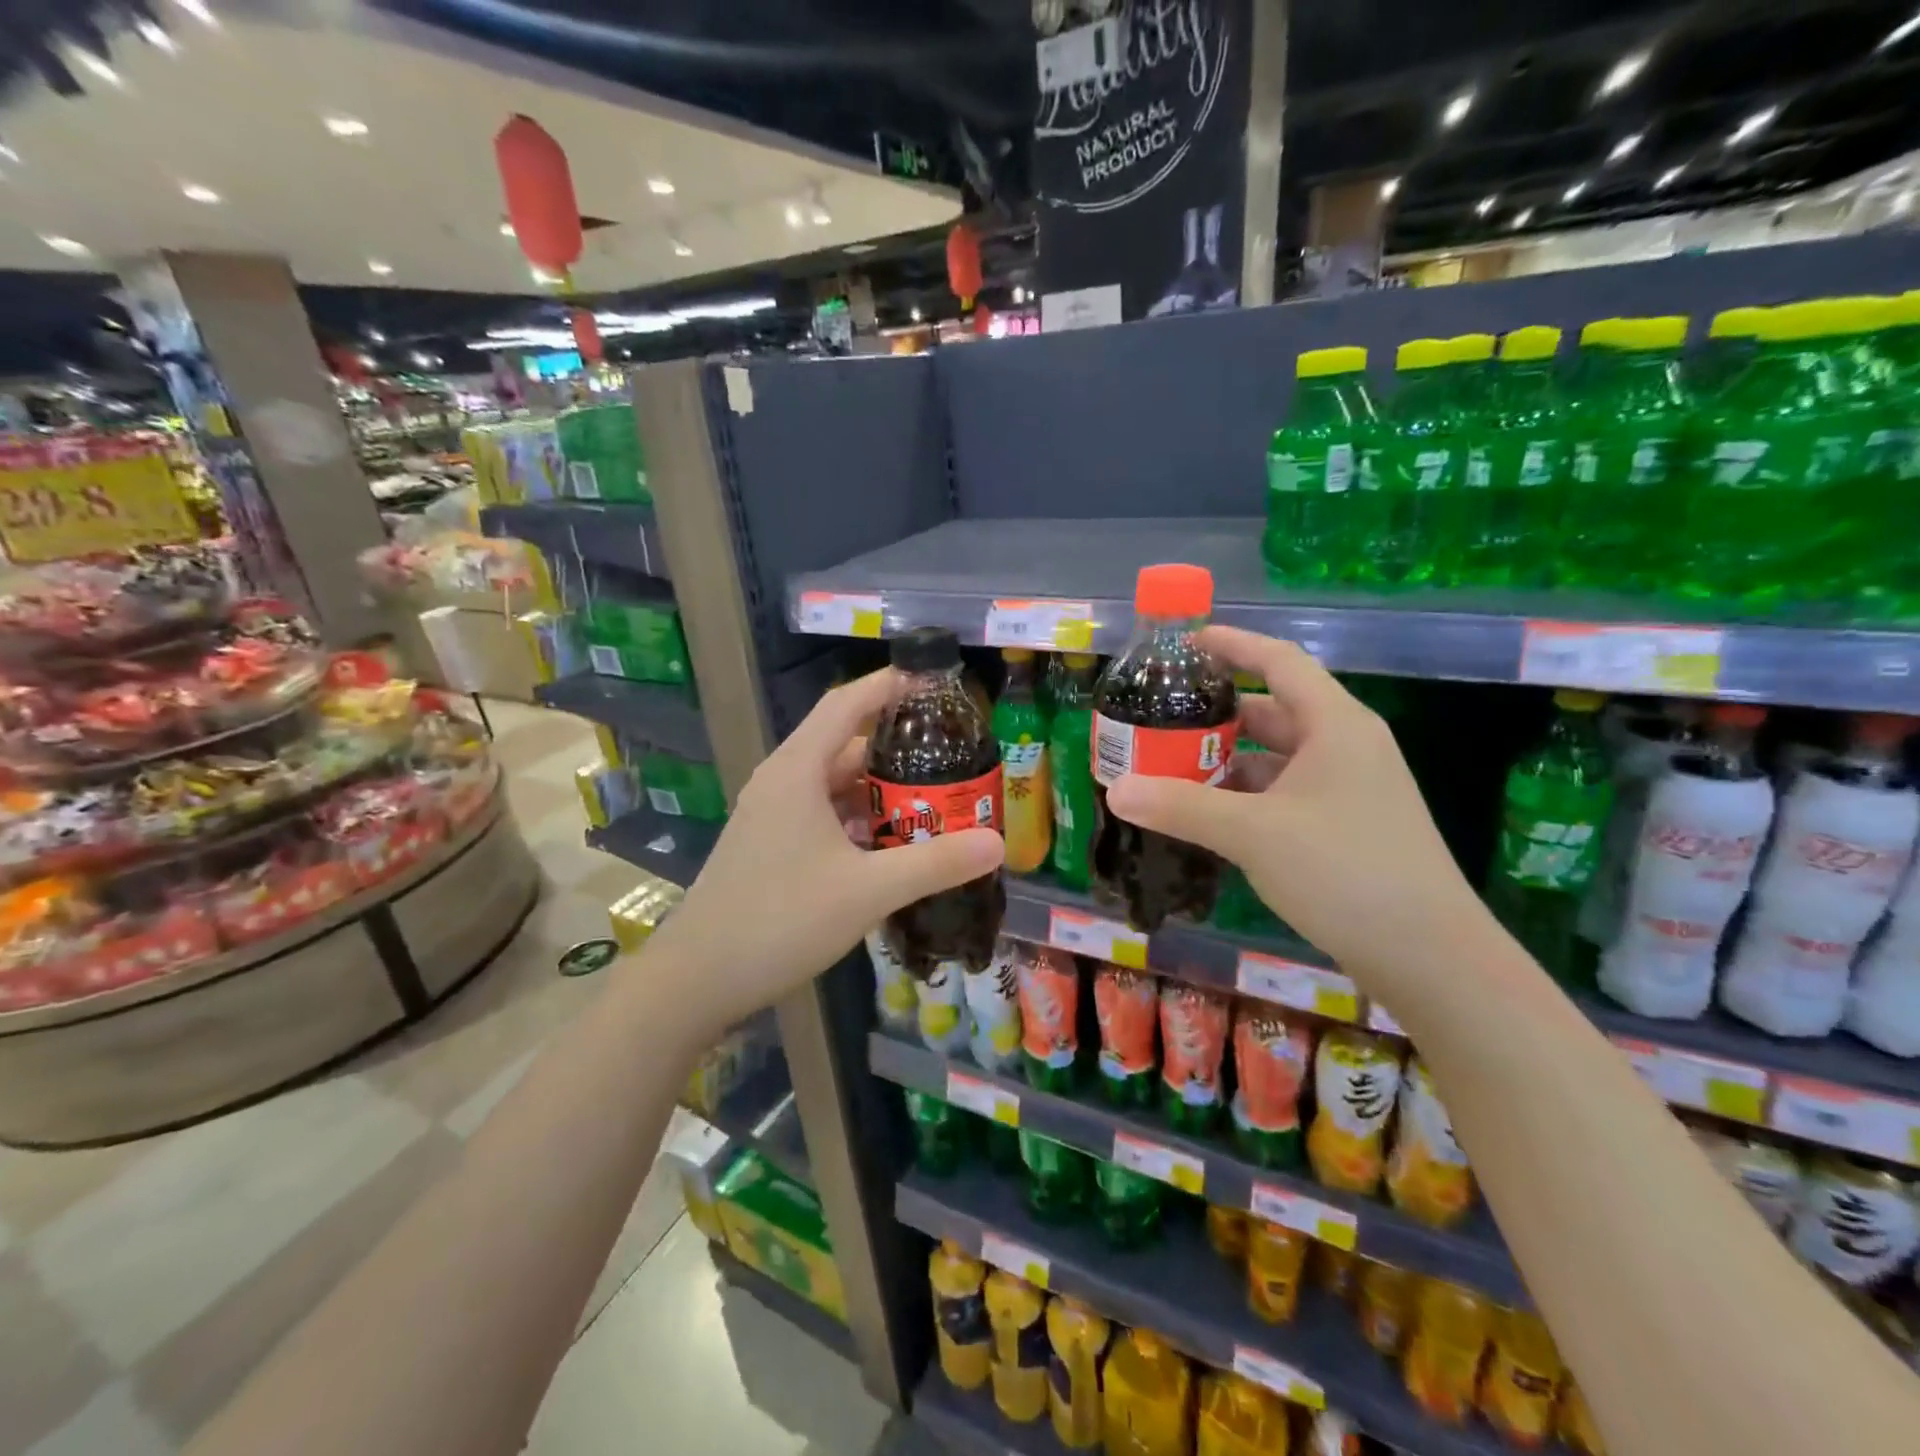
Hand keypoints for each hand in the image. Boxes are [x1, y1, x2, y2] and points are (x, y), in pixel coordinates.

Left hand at [647, 668, 1003, 1034]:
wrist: (697, 979)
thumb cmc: (781, 920)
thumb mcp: (869, 890)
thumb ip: (935, 863)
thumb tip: (997, 843)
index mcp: (797, 770)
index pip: (847, 704)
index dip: (889, 685)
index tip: (933, 682)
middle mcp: (781, 782)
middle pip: (844, 744)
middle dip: (896, 748)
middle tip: (950, 756)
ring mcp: (770, 815)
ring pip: (833, 784)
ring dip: (878, 790)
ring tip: (930, 800)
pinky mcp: (767, 845)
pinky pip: (820, 814)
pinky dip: (856, 819)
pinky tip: (887, 846)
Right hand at [1104, 626, 1484, 985]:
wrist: (1430, 956)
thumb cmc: (1346, 871)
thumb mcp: (1254, 833)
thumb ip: (1181, 807)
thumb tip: (1116, 791)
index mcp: (1335, 725)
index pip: (1280, 661)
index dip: (1234, 644)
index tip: (1187, 643)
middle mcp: (1346, 747)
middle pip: (1274, 710)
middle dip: (1217, 711)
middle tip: (1162, 715)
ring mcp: (1350, 789)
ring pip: (1277, 757)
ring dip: (1228, 759)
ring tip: (1171, 766)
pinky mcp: (1347, 826)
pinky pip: (1285, 792)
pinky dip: (1246, 795)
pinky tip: (1209, 814)